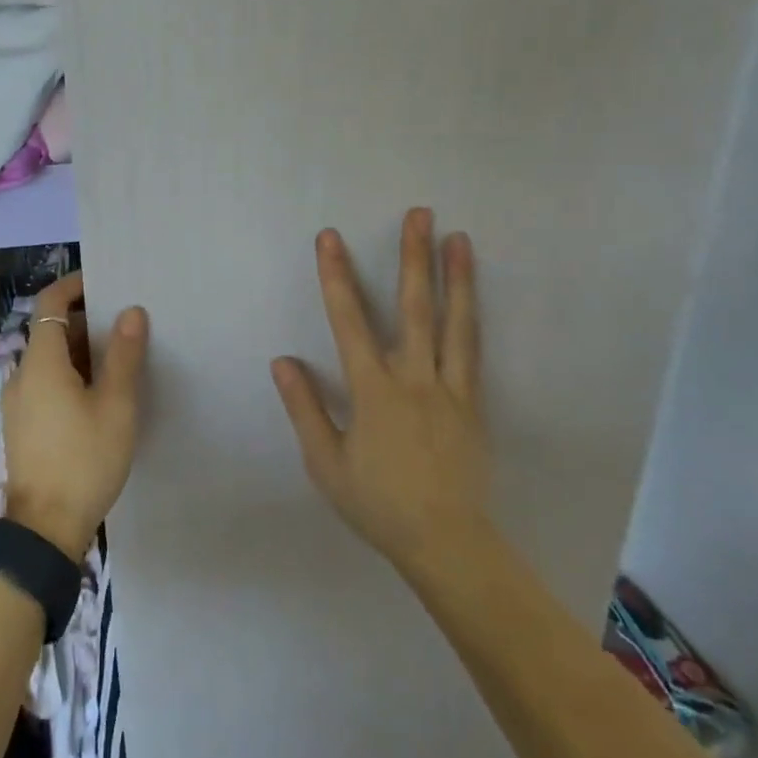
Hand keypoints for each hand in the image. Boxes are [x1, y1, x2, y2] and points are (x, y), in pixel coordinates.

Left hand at [3, 271, 147, 559]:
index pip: (50, 302)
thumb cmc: (84, 460)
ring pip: (49, 358)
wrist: (44, 530)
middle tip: (124, 324)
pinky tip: (98, 394)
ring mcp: (18, 401)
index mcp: (40, 361)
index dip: (74, 285)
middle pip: (50, 329)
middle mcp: (21, 374)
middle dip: (85, 320)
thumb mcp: (115, 405)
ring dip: (79, 349)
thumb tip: (131, 311)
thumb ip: (123, 354)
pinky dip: (69, 373)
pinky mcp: (22, 424)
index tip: (105, 282)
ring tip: (118, 358)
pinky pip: (45, 382)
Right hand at [271, 208, 490, 576]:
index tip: (330, 238)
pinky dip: (472, 317)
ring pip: (455, 323)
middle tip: (420, 214)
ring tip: (458, 238)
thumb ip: (305, 408)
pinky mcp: (474, 403)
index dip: (337, 276)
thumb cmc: (378, 503)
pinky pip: (474, 352)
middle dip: (413, 257)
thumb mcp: (325, 463)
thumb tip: (283, 360)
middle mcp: (414, 378)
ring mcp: (450, 388)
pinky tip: (472, 296)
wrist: (446, 543)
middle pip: (414, 307)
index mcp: (374, 391)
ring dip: (456, 277)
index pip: (348, 321)